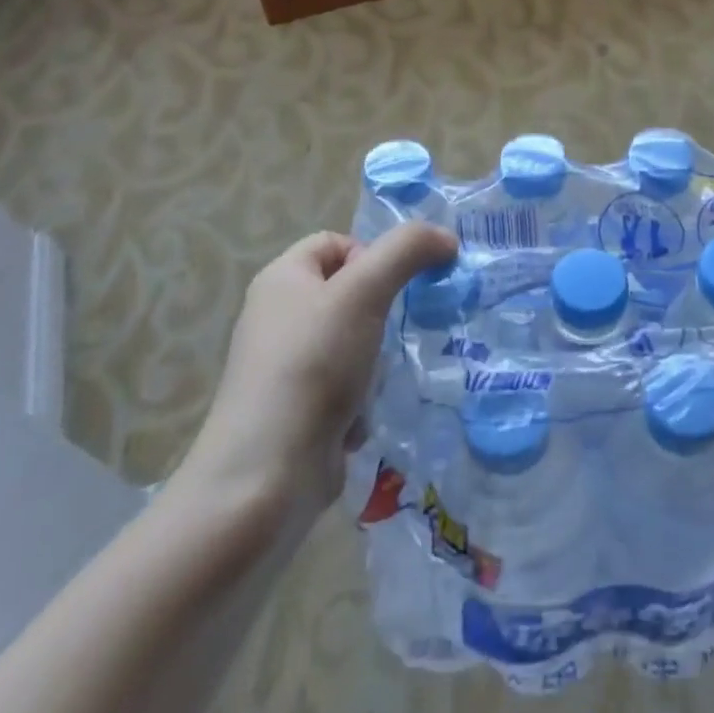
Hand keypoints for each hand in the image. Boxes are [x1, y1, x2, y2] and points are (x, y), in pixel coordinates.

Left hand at [173, 223, 456, 522]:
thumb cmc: (312, 365)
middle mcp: (279, 317)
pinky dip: (362, 398)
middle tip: (402, 330)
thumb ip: (407, 251)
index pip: (337, 242)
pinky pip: (345, 386)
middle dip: (382, 312)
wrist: (266, 475)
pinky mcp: (298, 409)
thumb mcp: (364, 292)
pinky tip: (363, 417)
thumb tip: (446, 237)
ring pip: (355, 342)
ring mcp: (287, 367)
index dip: (373, 255)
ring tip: (382, 379)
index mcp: (282, 279)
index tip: (395, 288)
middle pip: (349, 293)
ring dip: (377, 360)